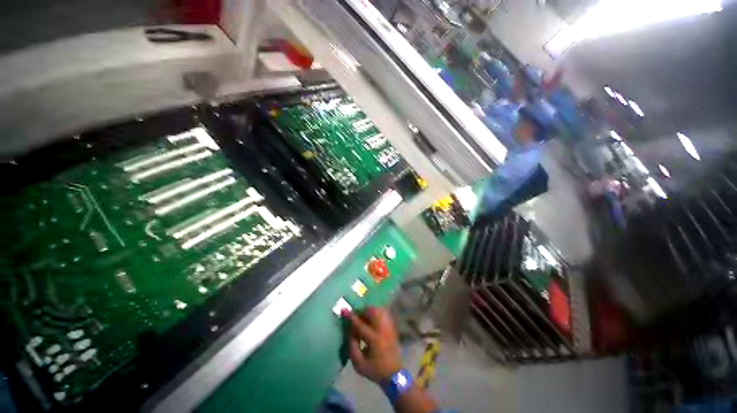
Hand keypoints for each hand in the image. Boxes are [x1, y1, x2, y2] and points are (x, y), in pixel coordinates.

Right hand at [343, 307, 401, 382]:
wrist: (394, 374)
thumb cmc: (375, 370)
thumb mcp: (359, 364)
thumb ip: (352, 346)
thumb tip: (349, 331)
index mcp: (374, 340)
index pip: (360, 324)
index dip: (351, 317)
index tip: (344, 310)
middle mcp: (383, 330)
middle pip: (372, 312)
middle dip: (361, 311)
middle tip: (355, 316)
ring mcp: (389, 327)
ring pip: (378, 310)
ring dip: (369, 311)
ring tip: (363, 318)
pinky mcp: (392, 326)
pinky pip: (383, 313)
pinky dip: (375, 313)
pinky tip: (371, 320)